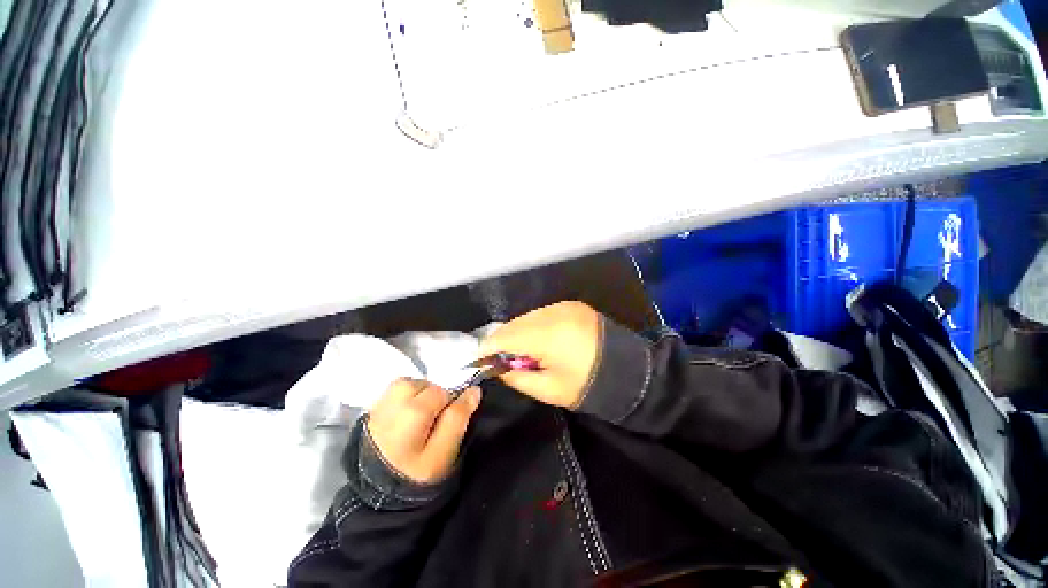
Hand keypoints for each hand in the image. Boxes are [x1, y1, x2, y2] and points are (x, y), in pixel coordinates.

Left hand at [366, 379, 481, 483]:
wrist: (378, 497)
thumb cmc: (415, 476)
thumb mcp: (444, 453)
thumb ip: (459, 419)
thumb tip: (473, 391)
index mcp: (414, 411)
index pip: (446, 392)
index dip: (453, 405)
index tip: (448, 425)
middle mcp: (395, 401)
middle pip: (427, 385)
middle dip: (436, 398)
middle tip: (433, 424)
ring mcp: (380, 404)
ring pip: (410, 384)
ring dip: (419, 395)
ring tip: (418, 418)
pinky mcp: (371, 410)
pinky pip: (393, 391)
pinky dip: (403, 398)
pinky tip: (403, 418)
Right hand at [479, 301, 601, 408]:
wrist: (626, 370)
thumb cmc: (586, 385)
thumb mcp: (548, 390)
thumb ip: (516, 377)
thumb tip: (498, 366)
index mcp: (548, 334)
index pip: (506, 336)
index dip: (488, 347)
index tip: (479, 359)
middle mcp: (553, 313)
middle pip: (515, 323)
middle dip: (504, 340)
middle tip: (504, 359)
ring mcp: (563, 305)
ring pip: (527, 317)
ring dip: (519, 332)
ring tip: (525, 352)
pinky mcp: (571, 305)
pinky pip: (542, 313)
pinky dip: (534, 325)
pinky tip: (540, 340)